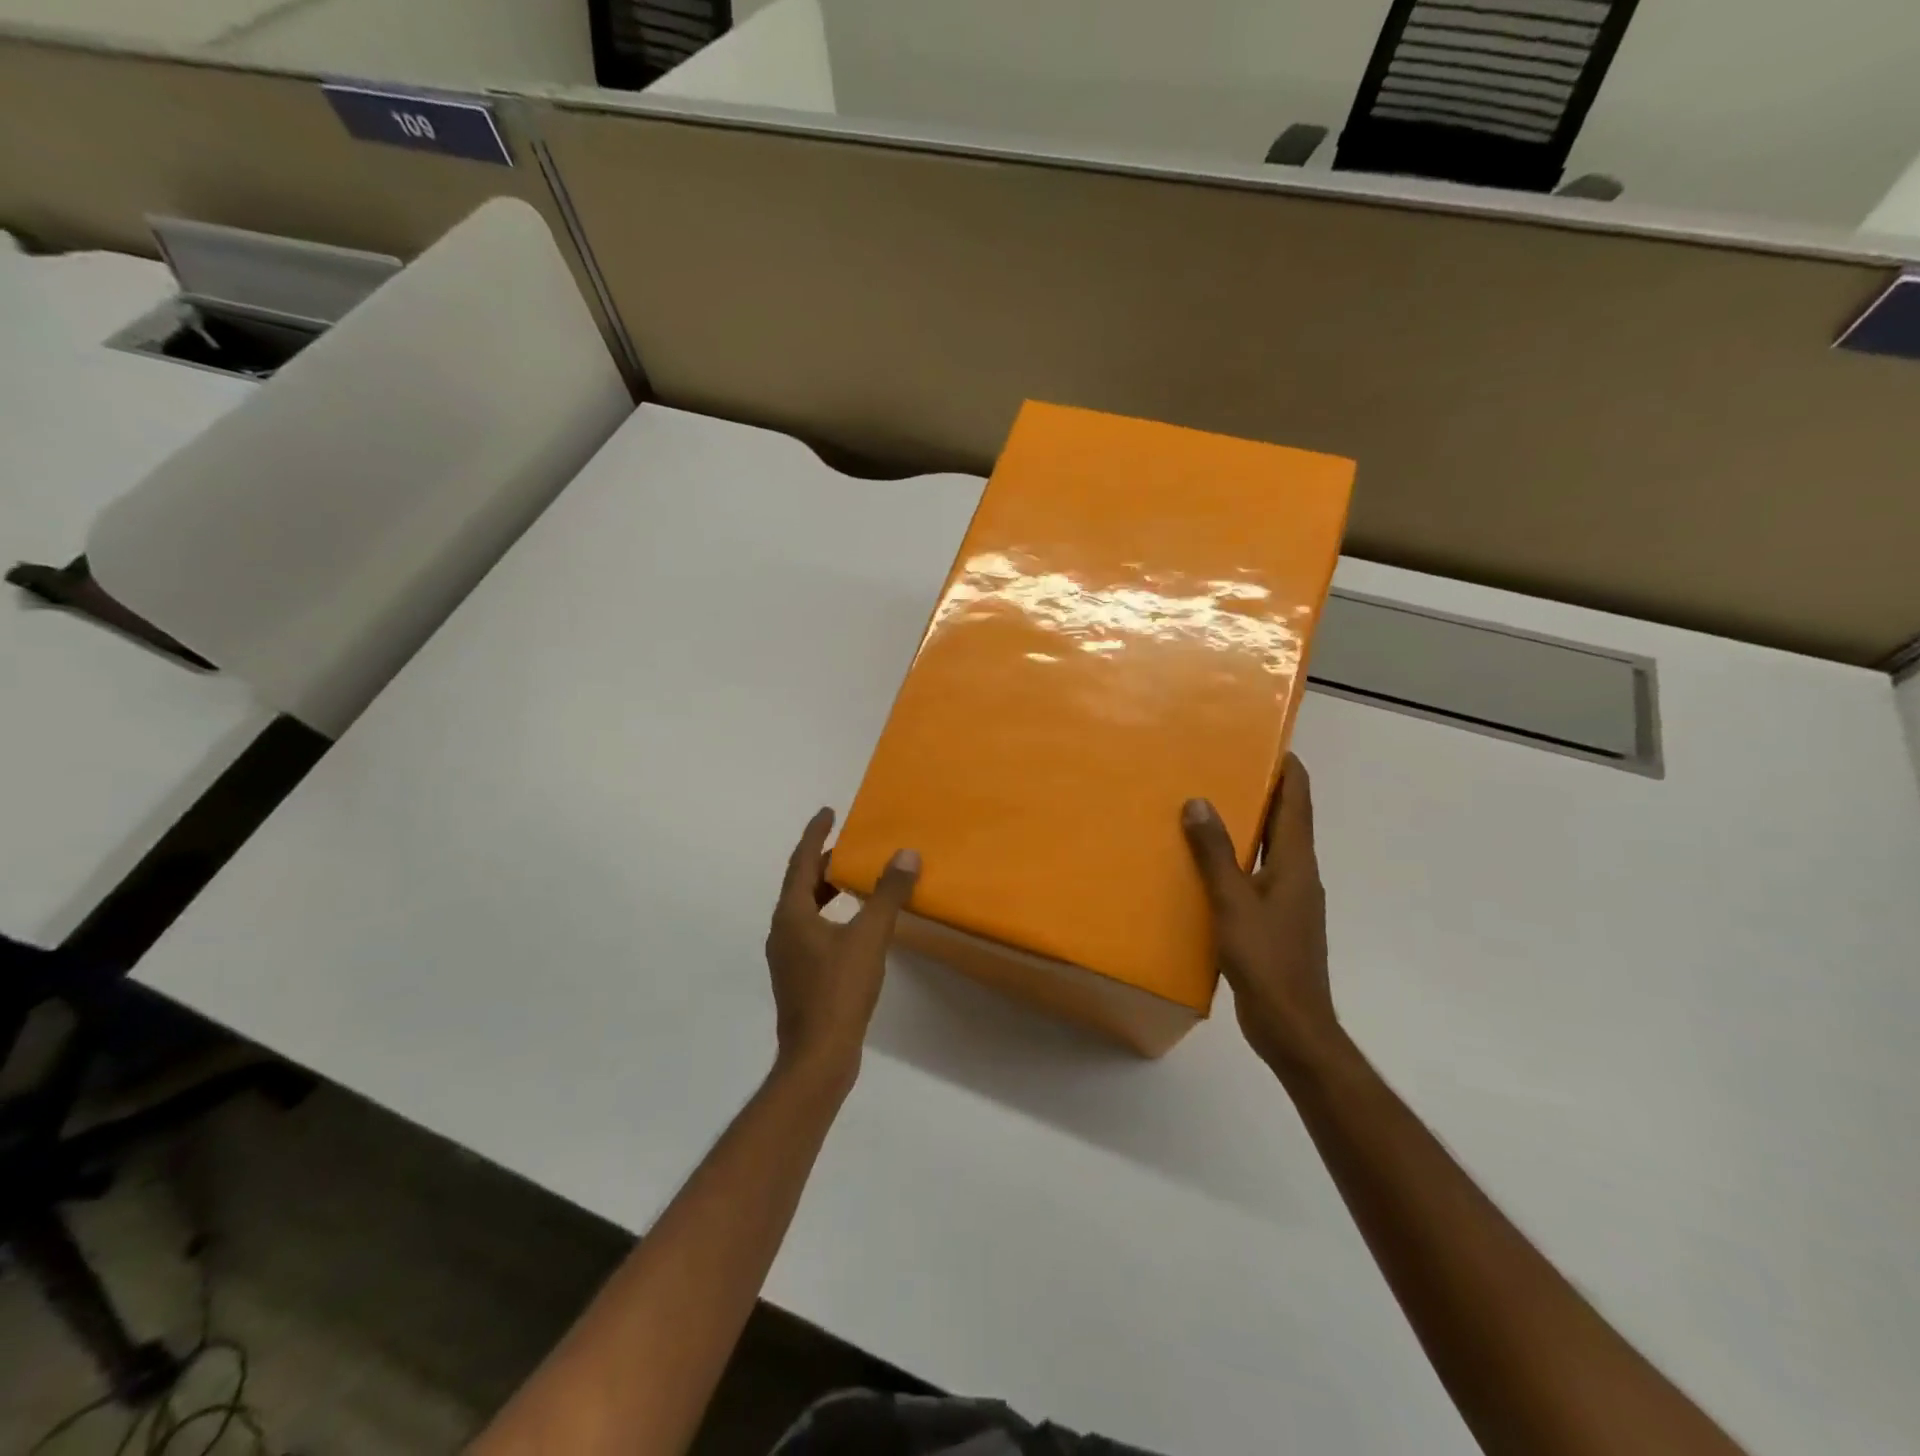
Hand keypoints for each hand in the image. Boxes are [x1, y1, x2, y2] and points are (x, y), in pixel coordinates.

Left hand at [765, 808, 919, 1084]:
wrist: (817, 1057)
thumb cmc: (839, 990)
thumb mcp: (869, 936)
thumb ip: (887, 894)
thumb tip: (906, 854)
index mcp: (791, 915)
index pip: (801, 862)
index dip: (815, 834)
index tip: (828, 812)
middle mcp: (782, 931)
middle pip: (801, 885)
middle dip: (824, 862)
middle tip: (850, 847)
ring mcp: (787, 957)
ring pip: (806, 910)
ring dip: (828, 891)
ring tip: (855, 881)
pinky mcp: (798, 978)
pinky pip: (812, 931)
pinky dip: (830, 916)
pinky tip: (854, 927)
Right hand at [1182, 754, 1337, 1070]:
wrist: (1292, 1026)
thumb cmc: (1267, 960)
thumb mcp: (1233, 903)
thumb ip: (1215, 854)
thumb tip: (1199, 802)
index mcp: (1296, 863)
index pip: (1298, 802)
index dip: (1287, 769)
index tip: (1264, 741)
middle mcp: (1297, 875)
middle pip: (1285, 821)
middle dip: (1261, 791)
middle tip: (1222, 767)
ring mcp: (1288, 901)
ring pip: (1268, 849)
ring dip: (1246, 826)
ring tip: (1207, 809)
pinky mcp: (1274, 922)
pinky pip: (1255, 876)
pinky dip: (1236, 860)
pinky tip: (1204, 867)